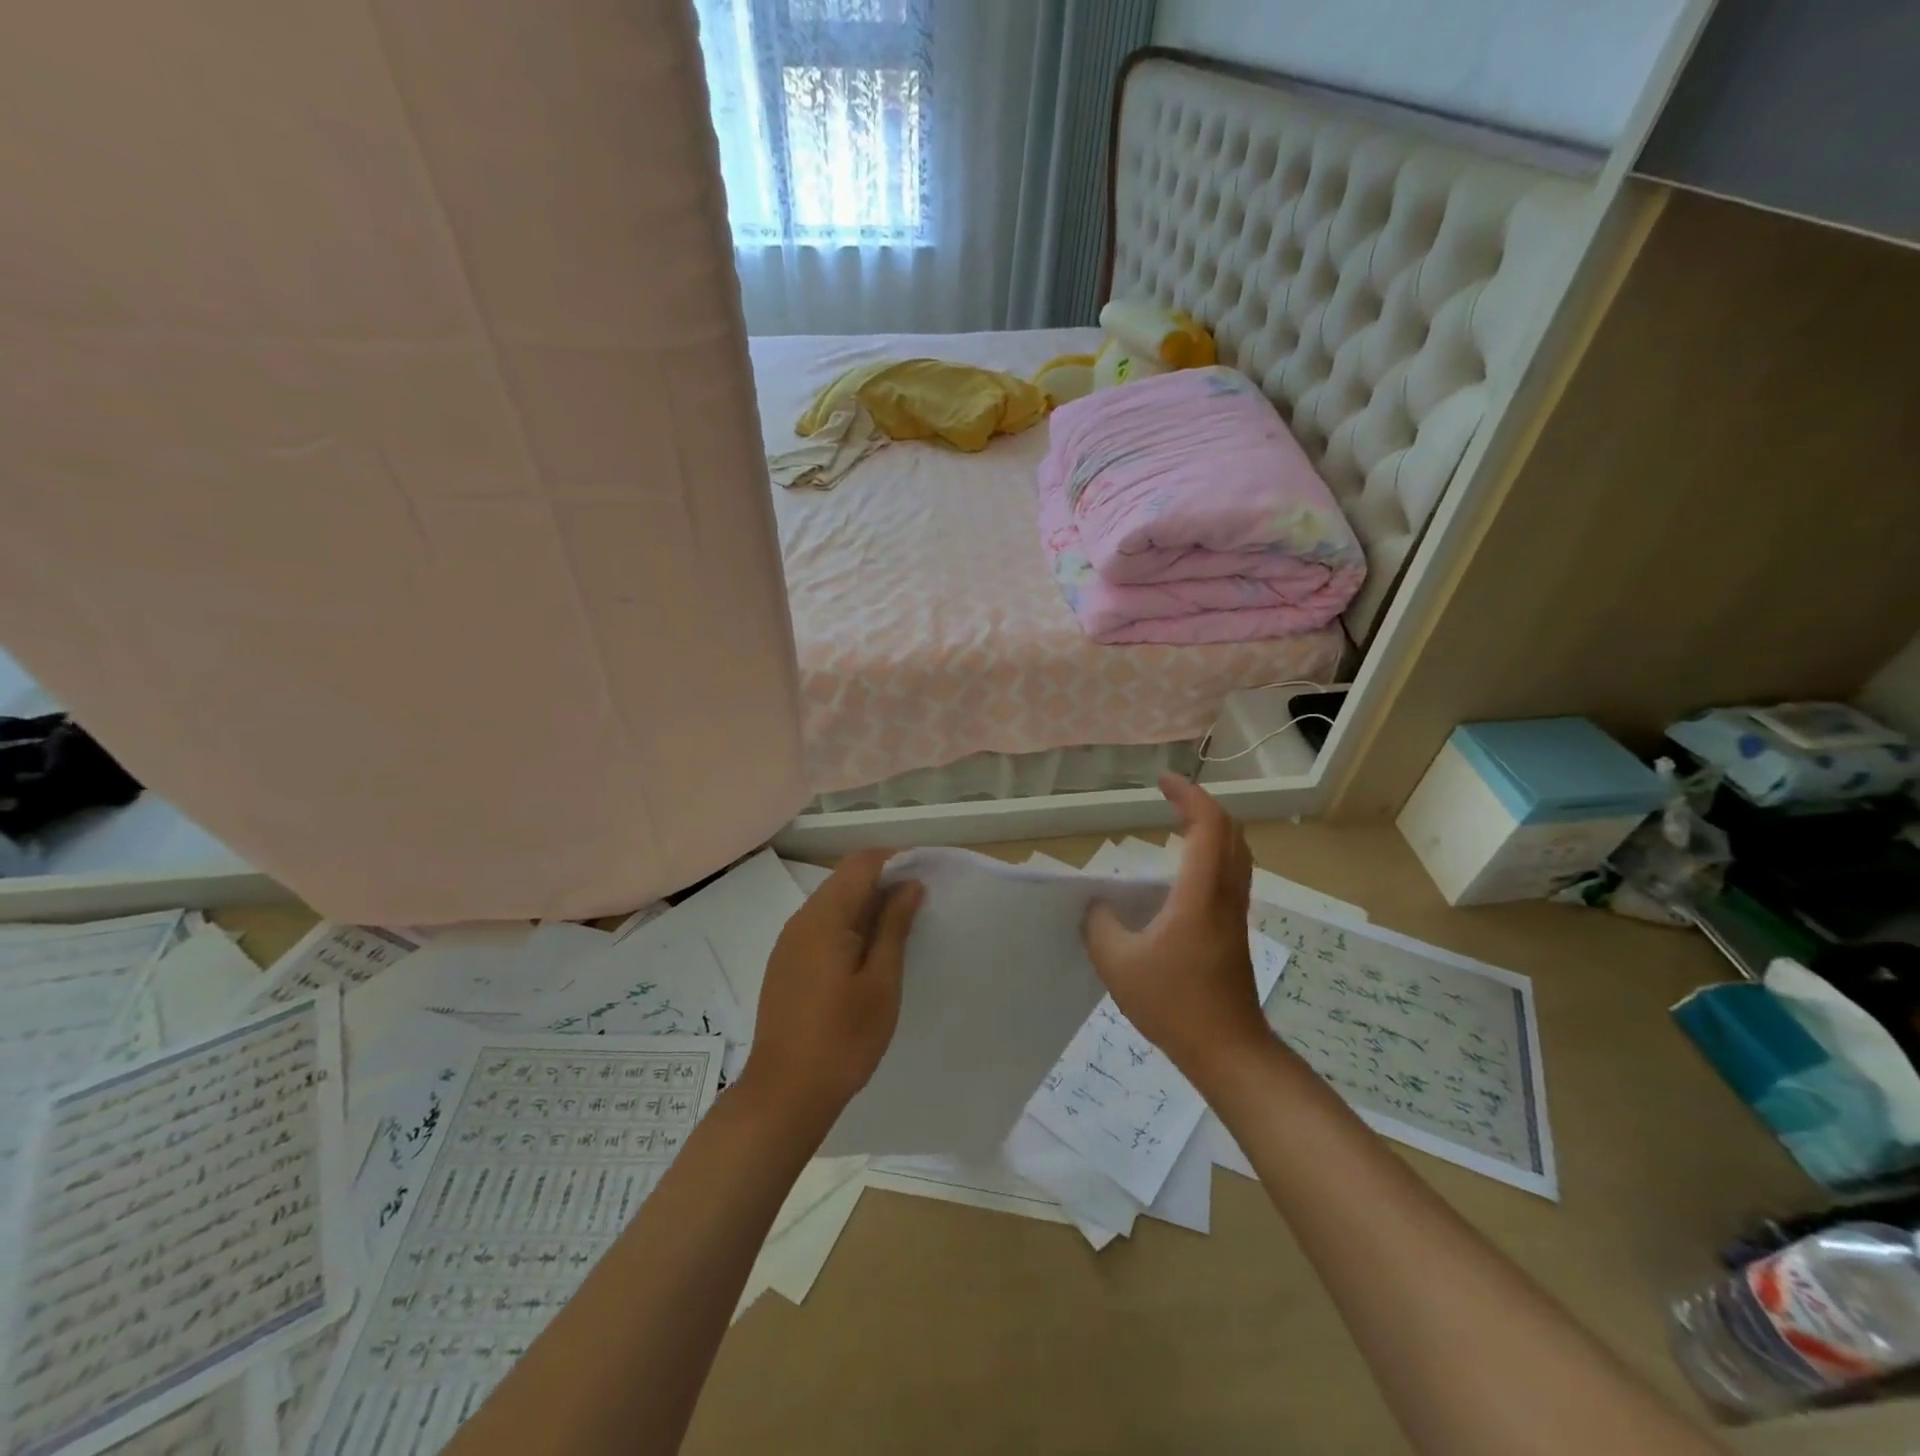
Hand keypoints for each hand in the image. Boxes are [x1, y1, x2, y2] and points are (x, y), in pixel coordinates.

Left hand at [740, 849, 922, 1135]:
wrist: (785, 1094)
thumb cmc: (843, 1038)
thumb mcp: (881, 982)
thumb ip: (894, 926)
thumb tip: (909, 884)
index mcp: (824, 917)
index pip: (861, 863)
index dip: (896, 860)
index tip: (927, 874)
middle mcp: (801, 920)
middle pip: (845, 879)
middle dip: (884, 881)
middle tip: (921, 904)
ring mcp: (789, 943)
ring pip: (833, 903)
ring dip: (867, 905)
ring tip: (901, 928)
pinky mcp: (786, 964)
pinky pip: (821, 927)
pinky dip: (849, 926)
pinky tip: (870, 953)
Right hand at [1083, 775, 1270, 1081]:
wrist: (1228, 1051)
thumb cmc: (1174, 1004)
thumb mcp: (1118, 964)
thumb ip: (1099, 925)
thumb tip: (1099, 907)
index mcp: (1201, 893)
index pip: (1208, 825)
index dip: (1189, 795)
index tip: (1162, 781)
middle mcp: (1225, 895)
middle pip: (1230, 832)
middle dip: (1202, 805)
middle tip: (1170, 797)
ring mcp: (1235, 914)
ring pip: (1236, 853)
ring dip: (1212, 828)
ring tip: (1179, 823)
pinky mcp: (1234, 931)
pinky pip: (1231, 874)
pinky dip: (1213, 853)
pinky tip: (1185, 872)